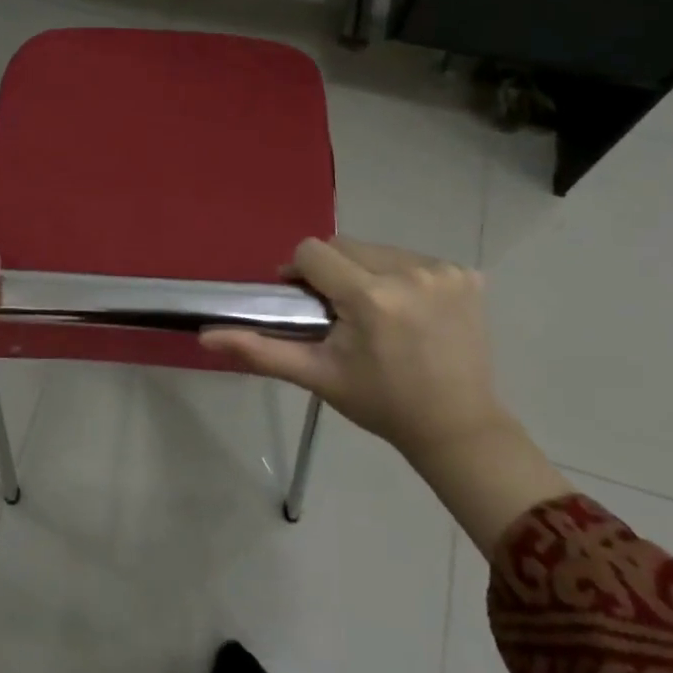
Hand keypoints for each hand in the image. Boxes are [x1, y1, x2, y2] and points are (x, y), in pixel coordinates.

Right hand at [202, 237, 569, 557]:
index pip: (314, 251)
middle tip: (340, 314)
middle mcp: (410, 272)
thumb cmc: (380, 402)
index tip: (307, 302)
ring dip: (367, 272)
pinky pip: (413, 259)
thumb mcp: (317, 376)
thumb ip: (261, 351)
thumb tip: (206, 337)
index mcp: (371, 297)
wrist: (456, 426)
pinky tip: (410, 311)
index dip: (302, 272)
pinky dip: (402, 277)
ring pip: (378, 250)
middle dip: (334, 273)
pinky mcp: (467, 275)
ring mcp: (444, 272)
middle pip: (346, 246)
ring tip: (376, 313)